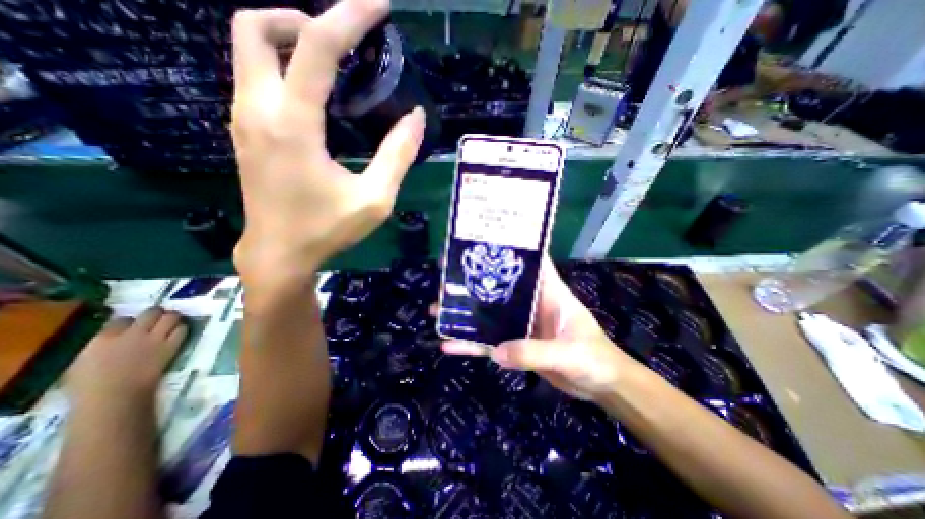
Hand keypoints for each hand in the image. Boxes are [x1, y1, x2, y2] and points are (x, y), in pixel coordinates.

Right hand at [68, 308, 186, 405]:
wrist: (115, 396)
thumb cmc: (89, 387)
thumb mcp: (82, 362)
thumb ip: (98, 346)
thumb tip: (109, 340)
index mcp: (104, 338)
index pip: (122, 319)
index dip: (129, 321)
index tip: (131, 325)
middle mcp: (133, 333)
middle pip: (152, 313)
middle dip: (156, 313)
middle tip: (158, 317)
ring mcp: (155, 338)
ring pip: (171, 317)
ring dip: (173, 318)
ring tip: (172, 321)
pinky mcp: (171, 346)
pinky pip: (182, 330)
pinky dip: (181, 329)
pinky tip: (178, 332)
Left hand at [230, 1, 425, 283]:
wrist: (278, 254)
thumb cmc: (328, 230)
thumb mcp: (375, 199)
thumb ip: (397, 156)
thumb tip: (416, 119)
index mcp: (292, 123)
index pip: (317, 46)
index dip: (349, 16)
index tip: (378, 5)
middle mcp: (258, 109)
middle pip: (255, 26)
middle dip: (301, 17)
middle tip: (343, 42)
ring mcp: (244, 120)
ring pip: (249, 51)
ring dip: (290, 42)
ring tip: (335, 67)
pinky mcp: (245, 134)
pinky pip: (256, 80)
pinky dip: (283, 69)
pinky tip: (315, 98)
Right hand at [445, 258, 640, 402]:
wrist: (601, 386)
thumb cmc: (595, 359)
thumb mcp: (569, 354)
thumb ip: (534, 352)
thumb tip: (496, 351)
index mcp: (548, 293)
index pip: (531, 262)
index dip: (511, 248)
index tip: (484, 241)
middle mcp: (531, 304)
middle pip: (498, 286)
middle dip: (474, 281)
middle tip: (446, 279)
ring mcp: (521, 325)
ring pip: (489, 314)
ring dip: (465, 313)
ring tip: (437, 310)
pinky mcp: (516, 345)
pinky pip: (489, 342)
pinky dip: (471, 344)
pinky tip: (449, 345)